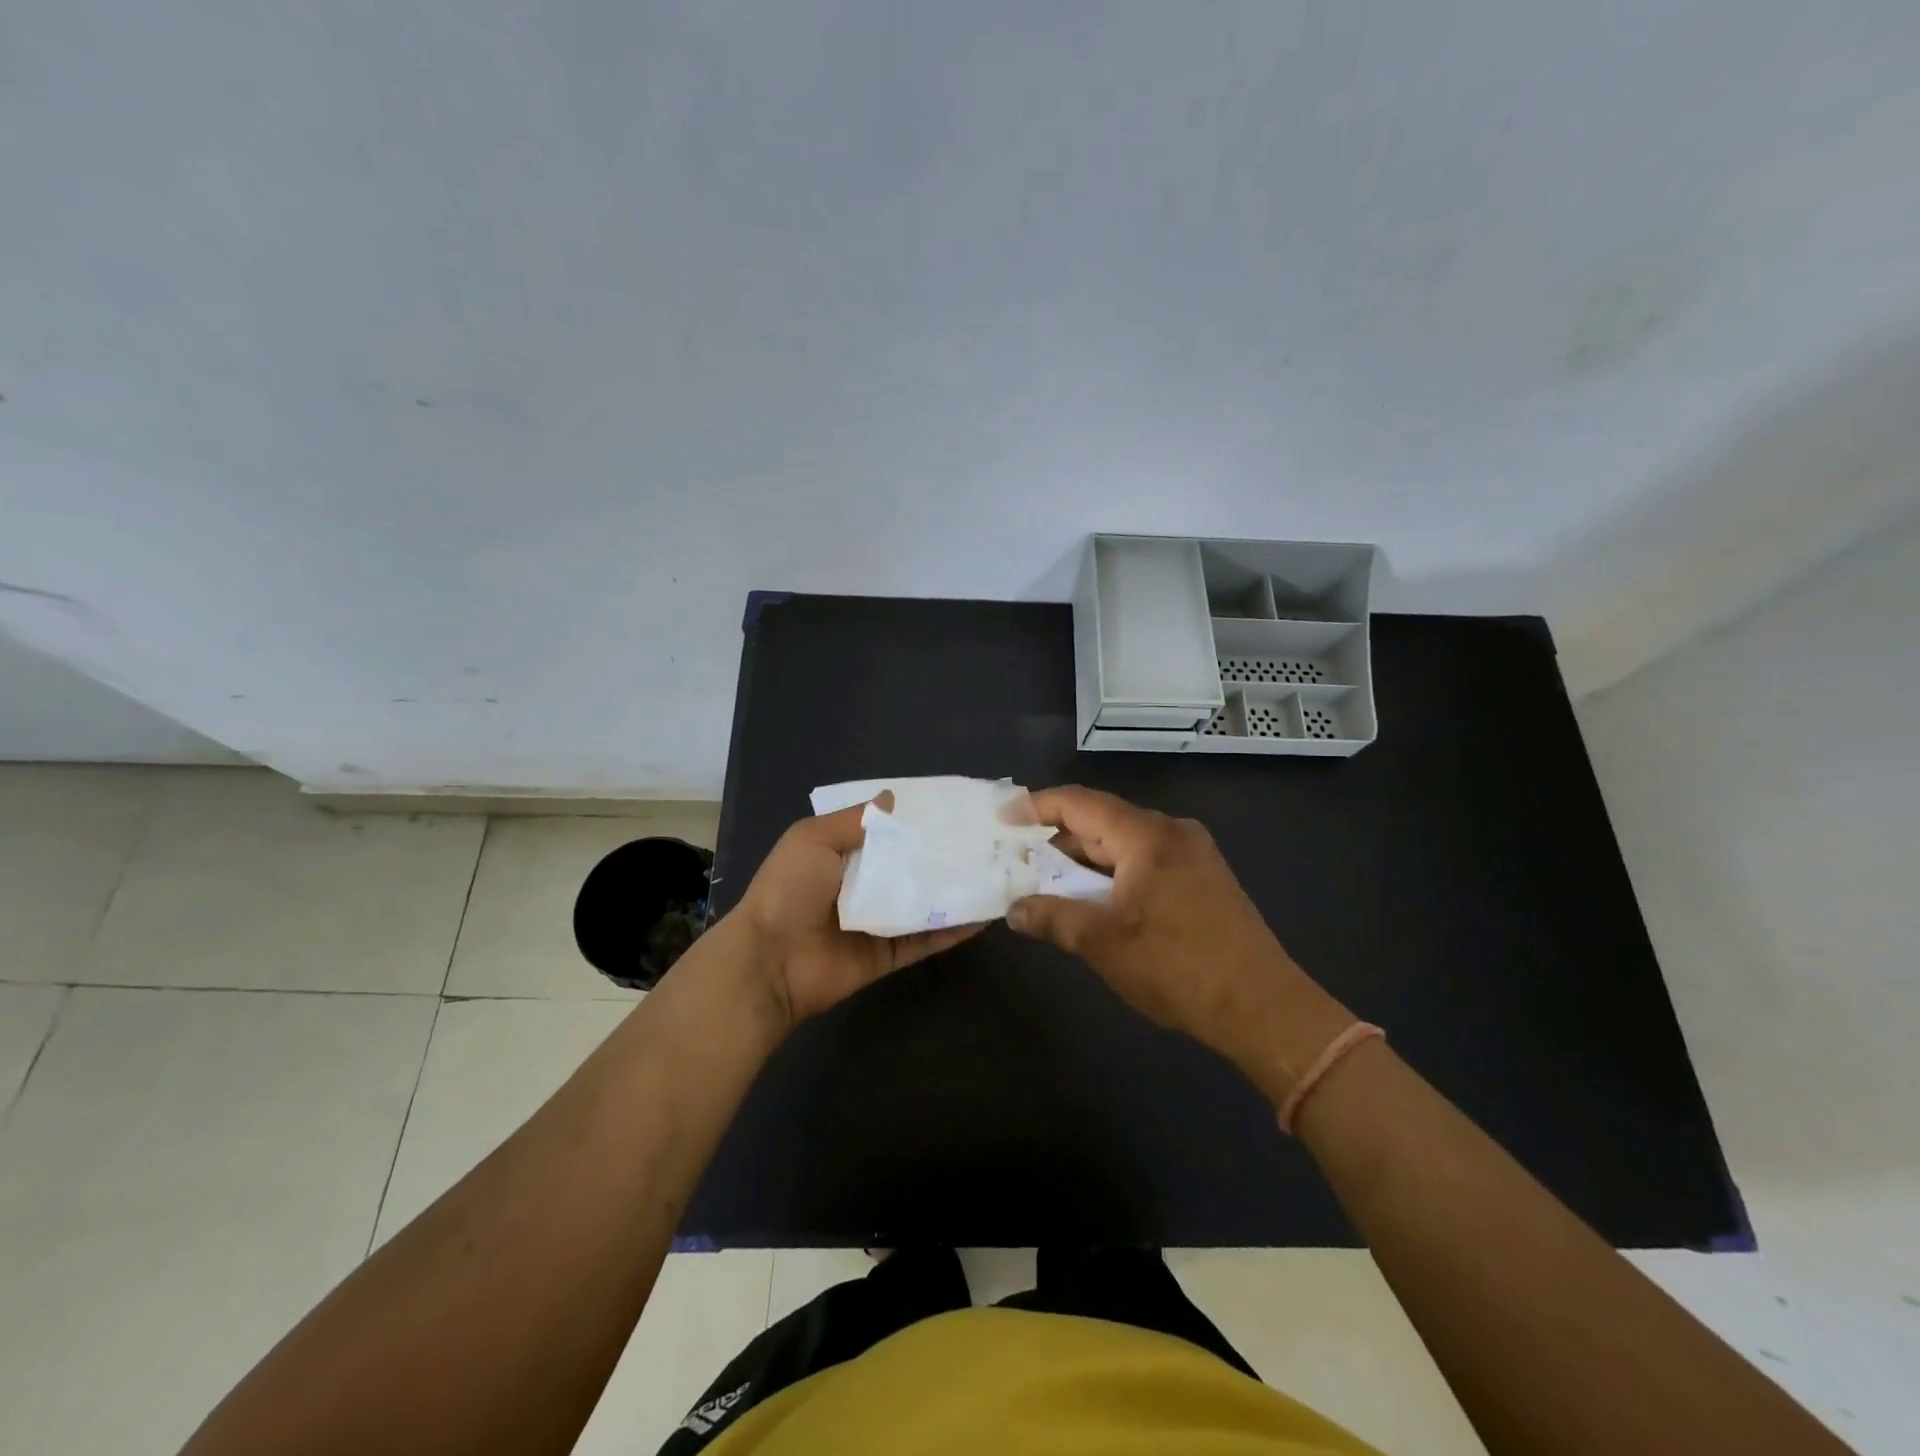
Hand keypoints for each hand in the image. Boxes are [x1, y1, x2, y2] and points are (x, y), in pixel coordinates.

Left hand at [731, 795, 985, 1030]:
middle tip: (986, 838)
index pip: (886, 832)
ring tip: (995, 872)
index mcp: (842, 854)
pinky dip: (952, 930)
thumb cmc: (790, 890)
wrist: (771, 961)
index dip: (914, 821)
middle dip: (942, 854)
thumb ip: (855, 820)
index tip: (952, 807)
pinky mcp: (889, 954)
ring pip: (924, 903)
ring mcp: (878, 922)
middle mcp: (863, 885)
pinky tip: (983, 915)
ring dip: (954, 890)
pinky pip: (926, 940)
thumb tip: (893, 796)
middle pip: (910, 866)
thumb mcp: (813, 839)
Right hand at [1007, 785, 1350, 1097]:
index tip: (1002, 816)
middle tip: (1018, 857)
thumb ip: (1053, 918)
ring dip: (1085, 859)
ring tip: (1048, 881)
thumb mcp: (1103, 944)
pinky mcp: (1204, 876)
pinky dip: (1113, 871)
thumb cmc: (1177, 968)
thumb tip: (1013, 909)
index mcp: (1146, 836)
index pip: (1079, 803)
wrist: (1263, 1007)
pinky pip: (1146, 858)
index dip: (1037, 805)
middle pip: (1101, 819)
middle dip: (1058, 838)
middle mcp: (1171, 831)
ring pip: (1124, 841)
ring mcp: (1193, 852)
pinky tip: (1095, 897)